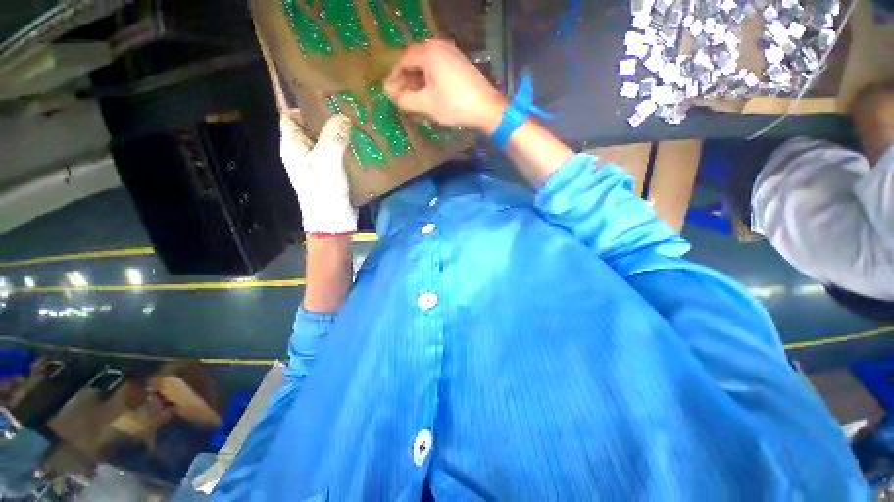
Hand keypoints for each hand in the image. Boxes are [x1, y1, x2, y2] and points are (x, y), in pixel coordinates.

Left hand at [280, 112, 355, 235]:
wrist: (334, 223)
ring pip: (326, 139)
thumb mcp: (327, 165)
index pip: (290, 115)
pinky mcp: (332, 171)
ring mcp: (318, 162)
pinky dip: (347, 146)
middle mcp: (303, 151)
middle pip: (310, 126)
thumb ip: (333, 139)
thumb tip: (343, 115)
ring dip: (340, 131)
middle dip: (326, 116)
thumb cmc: (325, 195)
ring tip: (358, 121)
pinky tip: (361, 142)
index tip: (326, 96)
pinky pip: (338, 152)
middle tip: (348, 107)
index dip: (304, 104)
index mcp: (293, 146)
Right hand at [384, 39, 505, 132]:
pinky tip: (430, 91)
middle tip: (401, 93)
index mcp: (429, 52)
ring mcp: (452, 52)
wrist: (486, 108)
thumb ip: (406, 99)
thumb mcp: (427, 104)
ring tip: (414, 94)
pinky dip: (430, 77)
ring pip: (427, 63)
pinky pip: (439, 66)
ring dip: (418, 77)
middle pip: (415, 59)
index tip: (390, 90)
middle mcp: (440, 46)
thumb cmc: (454, 105)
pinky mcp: (460, 62)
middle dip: (406, 76)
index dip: (395, 76)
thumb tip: (393, 96)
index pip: (404, 60)